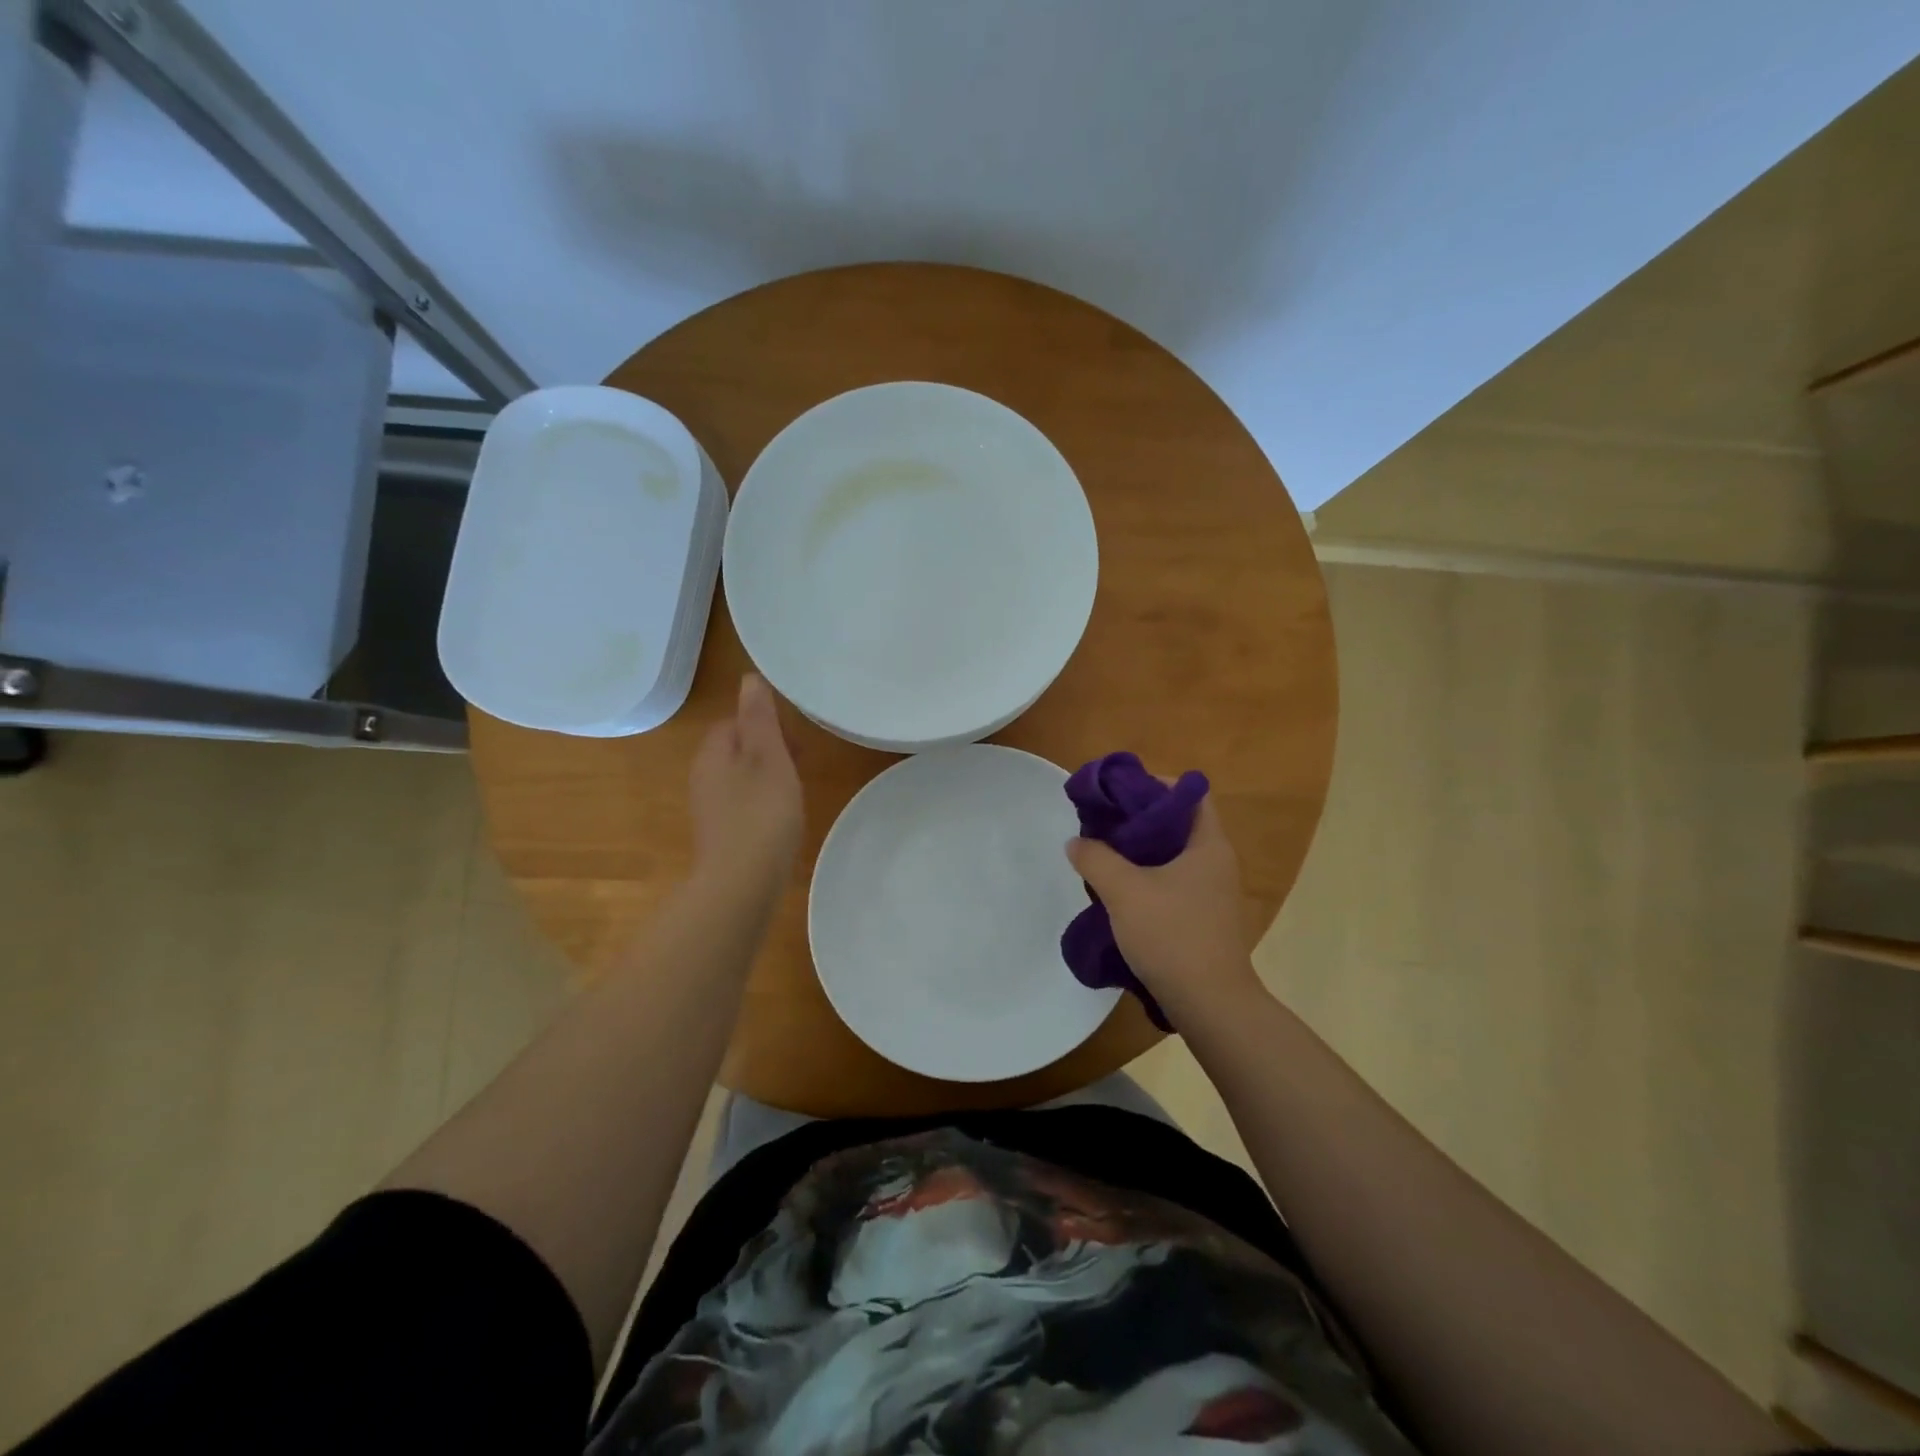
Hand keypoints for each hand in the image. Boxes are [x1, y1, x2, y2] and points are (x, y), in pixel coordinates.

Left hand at [689, 674, 802, 900]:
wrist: (741, 884)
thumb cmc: (761, 814)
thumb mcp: (768, 758)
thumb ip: (760, 718)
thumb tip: (748, 679)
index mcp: (713, 752)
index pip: (736, 721)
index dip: (768, 724)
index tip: (798, 741)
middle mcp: (704, 776)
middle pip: (738, 748)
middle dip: (770, 750)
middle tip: (801, 765)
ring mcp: (710, 807)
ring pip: (742, 776)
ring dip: (769, 776)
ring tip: (796, 791)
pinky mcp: (720, 833)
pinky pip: (743, 803)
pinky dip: (763, 803)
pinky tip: (781, 819)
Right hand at [1065, 796, 1260, 1018]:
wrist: (1210, 1005)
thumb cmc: (1173, 936)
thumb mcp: (1124, 891)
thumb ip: (1095, 858)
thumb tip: (1077, 842)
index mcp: (1208, 844)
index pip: (1189, 793)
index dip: (1154, 784)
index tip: (1119, 793)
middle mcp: (1216, 862)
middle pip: (1177, 823)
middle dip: (1138, 818)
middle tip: (1102, 823)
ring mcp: (1212, 892)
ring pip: (1172, 855)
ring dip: (1138, 851)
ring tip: (1102, 854)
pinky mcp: (1203, 918)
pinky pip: (1172, 882)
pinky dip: (1146, 877)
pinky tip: (1117, 890)